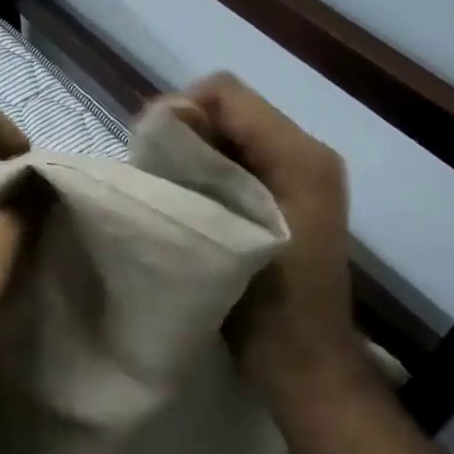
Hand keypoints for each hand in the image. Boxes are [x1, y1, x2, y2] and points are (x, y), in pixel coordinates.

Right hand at [172, 73, 371, 406]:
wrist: (301, 360)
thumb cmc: (267, 301)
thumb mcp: (232, 228)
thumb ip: (203, 166)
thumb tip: (168, 119)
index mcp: (299, 154)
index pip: (225, 93)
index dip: (180, 111)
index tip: (150, 154)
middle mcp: (303, 153)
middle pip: (227, 111)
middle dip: (184, 134)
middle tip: (154, 176)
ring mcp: (296, 176)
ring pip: (228, 136)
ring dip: (191, 156)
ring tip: (166, 192)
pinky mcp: (283, 198)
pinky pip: (235, 163)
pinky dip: (204, 174)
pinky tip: (187, 206)